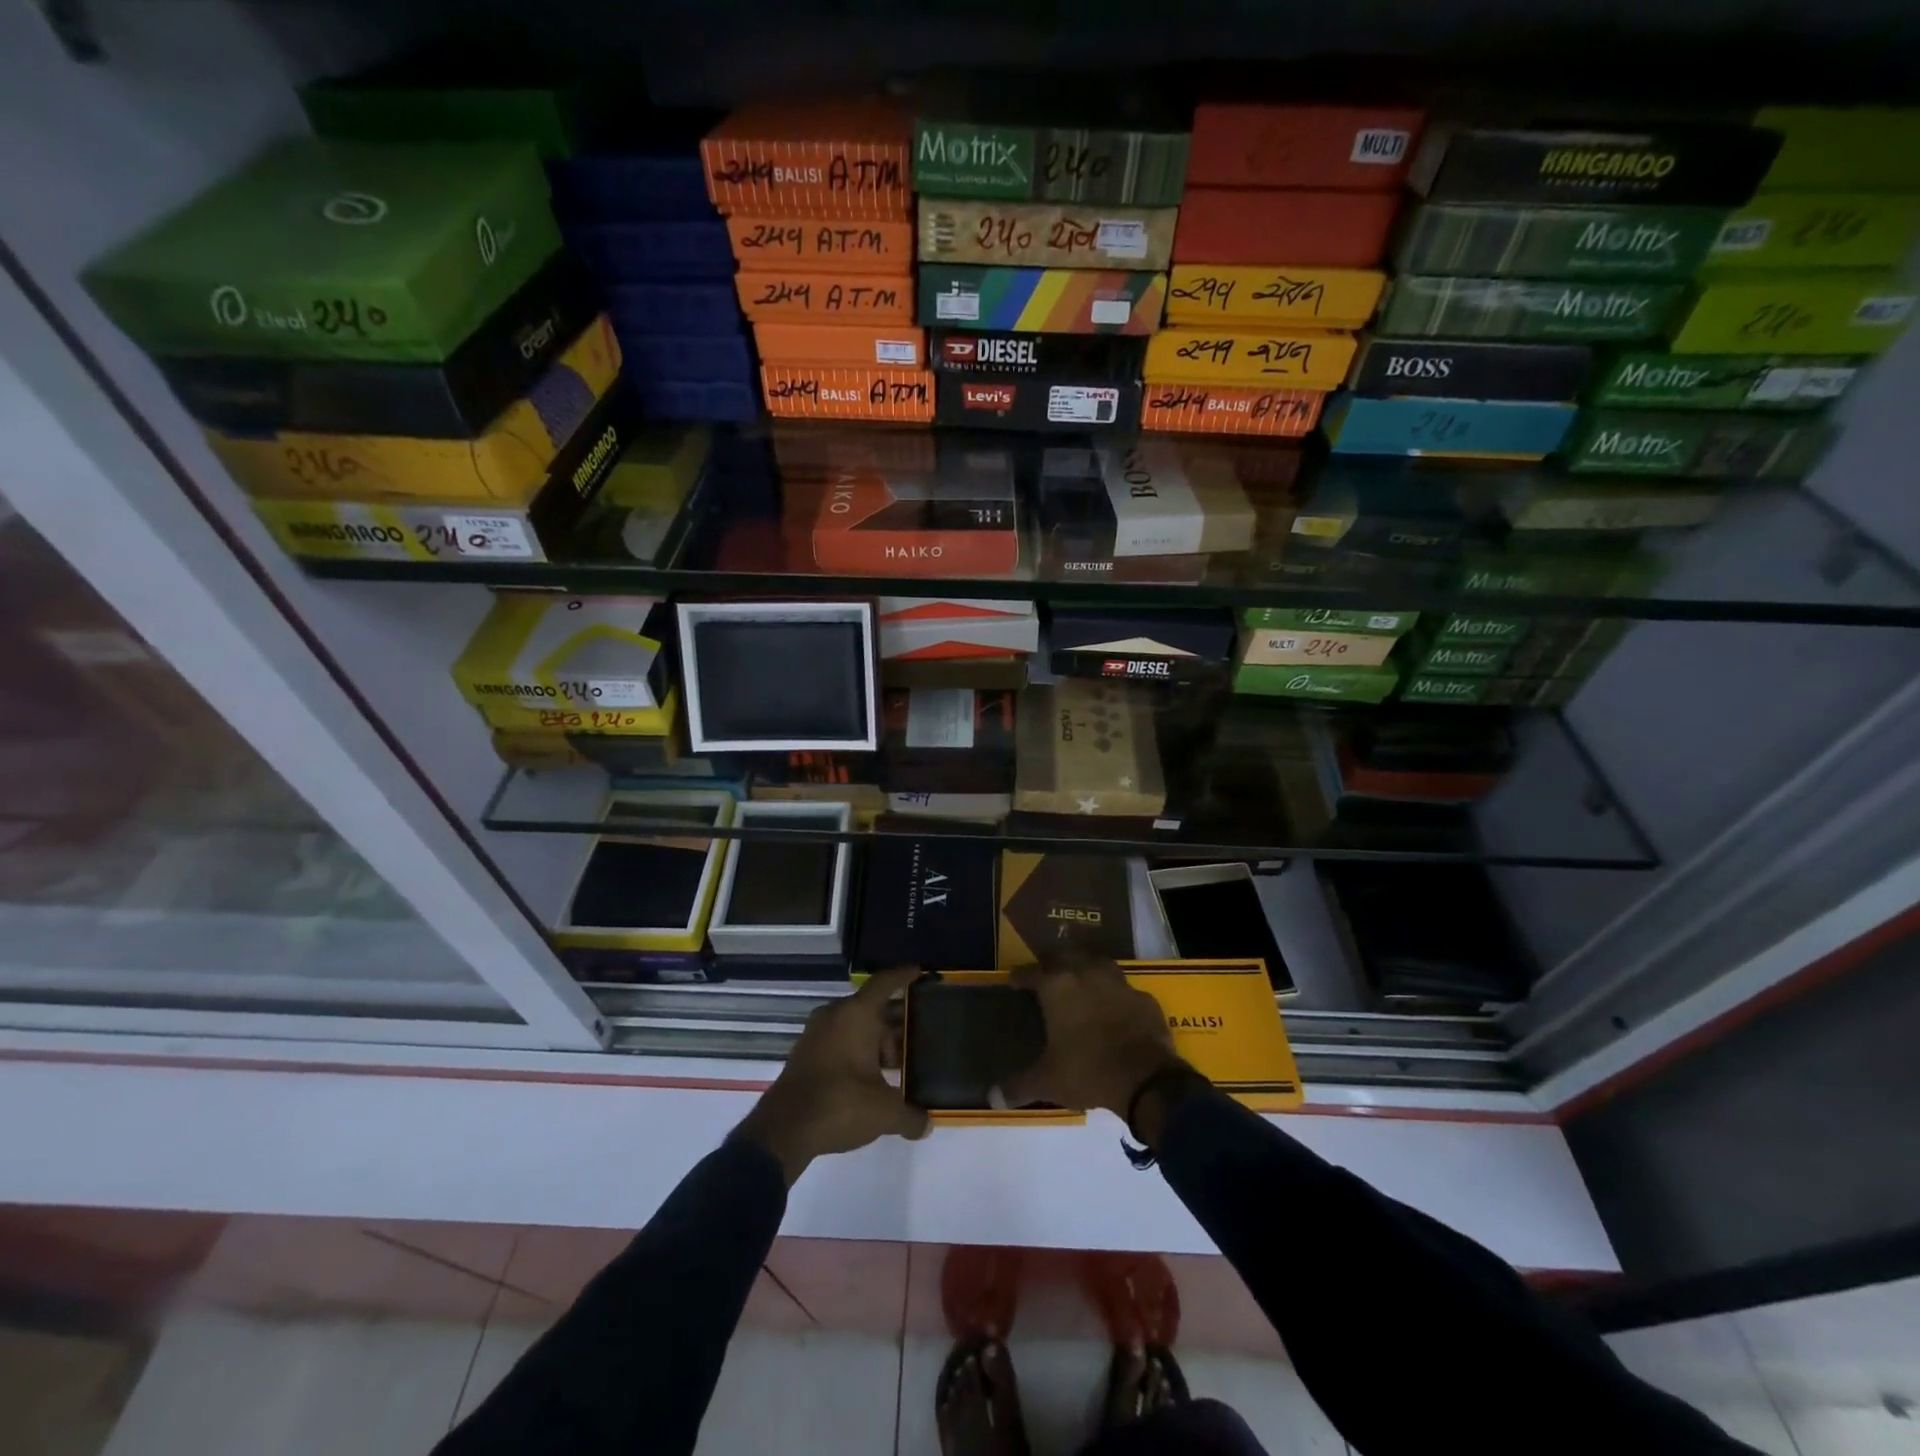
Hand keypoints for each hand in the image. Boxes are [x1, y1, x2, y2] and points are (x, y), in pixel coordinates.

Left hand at [732, 967, 929, 1183]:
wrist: (783, 1130)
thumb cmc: (840, 1105)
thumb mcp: (884, 1113)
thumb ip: (910, 1116)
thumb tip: (927, 1124)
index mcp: (857, 1014)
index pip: (885, 983)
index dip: (904, 976)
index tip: (920, 973)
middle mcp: (836, 1014)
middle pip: (872, 1007)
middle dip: (896, 1021)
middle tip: (919, 1036)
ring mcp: (817, 1033)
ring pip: (855, 1025)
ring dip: (876, 1040)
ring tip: (899, 1063)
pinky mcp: (806, 1052)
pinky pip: (840, 1039)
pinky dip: (857, 1050)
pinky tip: (871, 1077)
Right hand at [999, 958, 1187, 1120]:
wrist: (1146, 1079)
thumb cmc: (1087, 1071)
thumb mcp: (1047, 1082)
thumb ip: (1018, 1086)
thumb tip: (993, 1098)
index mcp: (1057, 987)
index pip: (1031, 972)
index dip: (1020, 977)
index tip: (1014, 982)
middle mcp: (1087, 975)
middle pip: (1065, 956)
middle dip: (1053, 963)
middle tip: (1047, 977)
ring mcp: (1119, 984)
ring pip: (1098, 964)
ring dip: (1087, 970)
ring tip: (1081, 983)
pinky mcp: (1144, 998)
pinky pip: (1125, 990)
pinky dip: (1116, 996)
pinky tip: (1115, 1009)